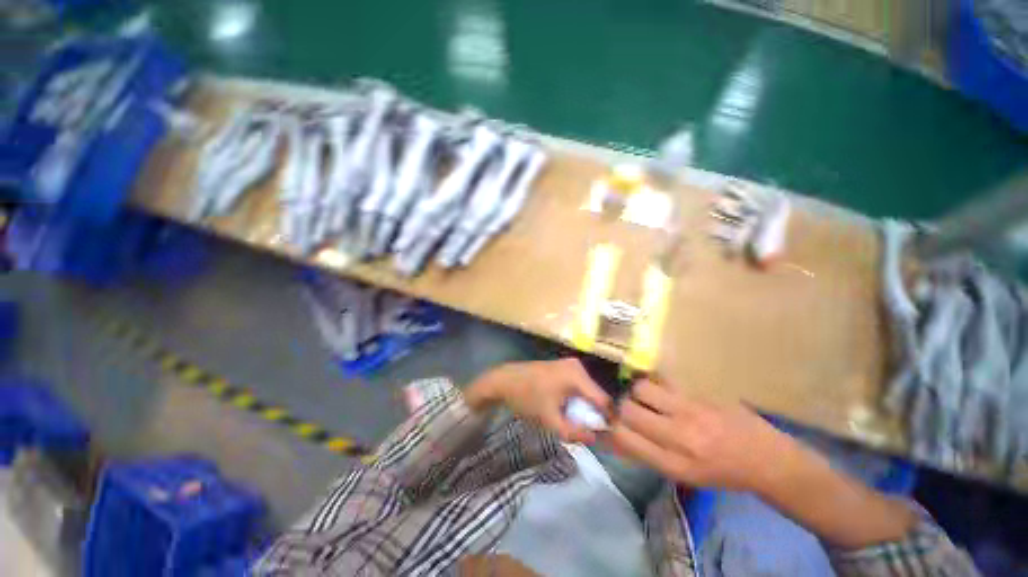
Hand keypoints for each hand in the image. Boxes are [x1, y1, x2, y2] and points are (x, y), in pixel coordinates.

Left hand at [465, 358, 611, 443]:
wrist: (503, 380)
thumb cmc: (526, 398)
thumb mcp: (549, 419)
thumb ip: (573, 432)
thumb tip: (595, 439)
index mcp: (576, 376)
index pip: (603, 400)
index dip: (607, 420)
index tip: (608, 438)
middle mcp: (577, 366)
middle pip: (596, 395)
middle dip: (594, 415)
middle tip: (588, 432)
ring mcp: (570, 365)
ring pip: (587, 391)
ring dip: (584, 408)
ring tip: (576, 422)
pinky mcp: (563, 367)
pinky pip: (578, 386)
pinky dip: (576, 399)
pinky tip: (567, 409)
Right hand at [608, 379, 797, 492]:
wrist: (767, 459)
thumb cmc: (721, 473)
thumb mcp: (682, 475)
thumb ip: (646, 454)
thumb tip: (612, 436)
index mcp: (673, 464)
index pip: (624, 437)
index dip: (610, 427)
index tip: (607, 422)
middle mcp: (679, 436)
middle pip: (628, 409)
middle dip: (621, 407)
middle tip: (628, 408)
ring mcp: (690, 411)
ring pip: (642, 388)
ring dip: (637, 392)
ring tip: (647, 397)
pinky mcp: (700, 393)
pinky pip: (664, 380)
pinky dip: (657, 384)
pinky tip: (663, 389)